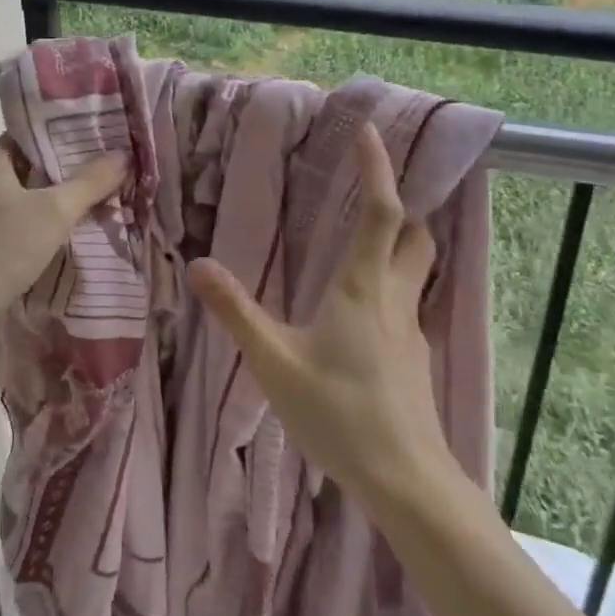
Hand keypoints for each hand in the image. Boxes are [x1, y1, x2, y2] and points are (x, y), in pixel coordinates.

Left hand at [0, 137, 127, 339]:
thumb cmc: (4, 246)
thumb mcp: (55, 211)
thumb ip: (89, 182)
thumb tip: (123, 155)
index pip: (26, 136)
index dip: (58, 136)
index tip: (89, 139)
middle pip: (23, 168)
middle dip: (58, 171)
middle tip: (96, 171)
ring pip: (16, 198)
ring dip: (45, 200)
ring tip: (83, 202)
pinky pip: (7, 223)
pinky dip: (30, 224)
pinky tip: (54, 234)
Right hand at [187, 123, 454, 508]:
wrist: (407, 483)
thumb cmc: (339, 415)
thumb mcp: (274, 362)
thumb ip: (236, 312)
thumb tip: (199, 264)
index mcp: (362, 287)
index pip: (380, 211)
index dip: (378, 169)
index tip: (372, 133)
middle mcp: (392, 298)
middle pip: (413, 236)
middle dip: (398, 206)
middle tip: (368, 190)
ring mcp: (410, 330)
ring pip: (415, 269)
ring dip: (398, 244)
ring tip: (360, 242)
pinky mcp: (414, 359)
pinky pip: (405, 303)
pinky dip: (389, 286)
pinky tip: (360, 314)